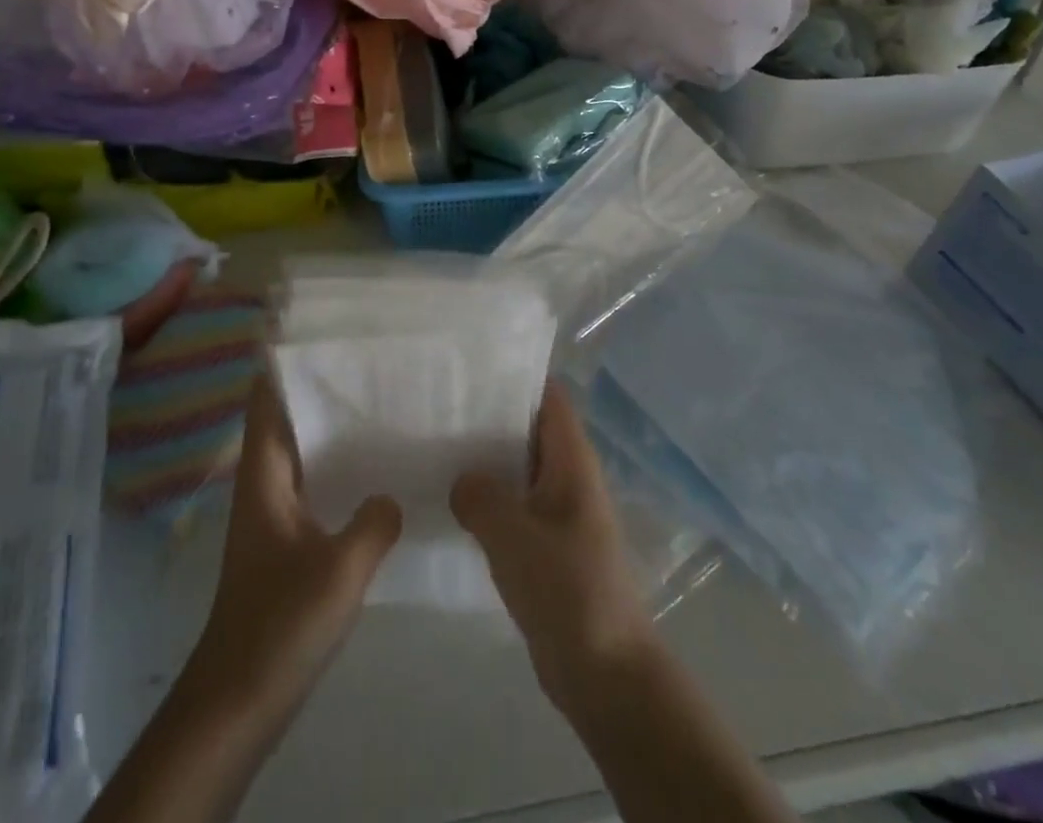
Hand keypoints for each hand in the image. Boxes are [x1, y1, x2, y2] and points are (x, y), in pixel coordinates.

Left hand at [184, 376, 402, 724]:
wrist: (238, 701)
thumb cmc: (279, 624)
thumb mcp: (339, 570)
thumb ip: (374, 523)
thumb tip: (393, 494)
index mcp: (264, 473)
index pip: (268, 396)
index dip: (286, 359)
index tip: (325, 330)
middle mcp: (264, 481)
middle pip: (286, 415)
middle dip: (320, 385)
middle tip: (370, 359)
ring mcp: (273, 511)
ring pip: (301, 448)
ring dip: (330, 425)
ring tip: (379, 401)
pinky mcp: (285, 539)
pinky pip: (312, 480)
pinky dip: (337, 464)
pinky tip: (374, 472)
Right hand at [451, 382, 657, 715]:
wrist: (606, 673)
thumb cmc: (567, 589)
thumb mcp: (513, 536)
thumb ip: (480, 496)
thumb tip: (462, 479)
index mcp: (572, 460)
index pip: (548, 397)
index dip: (515, 377)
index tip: (469, 369)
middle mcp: (569, 477)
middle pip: (529, 429)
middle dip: (490, 417)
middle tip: (439, 407)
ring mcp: (560, 513)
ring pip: (519, 469)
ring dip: (486, 461)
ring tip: (436, 447)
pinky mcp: (548, 546)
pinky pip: (515, 506)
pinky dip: (488, 499)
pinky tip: (450, 502)